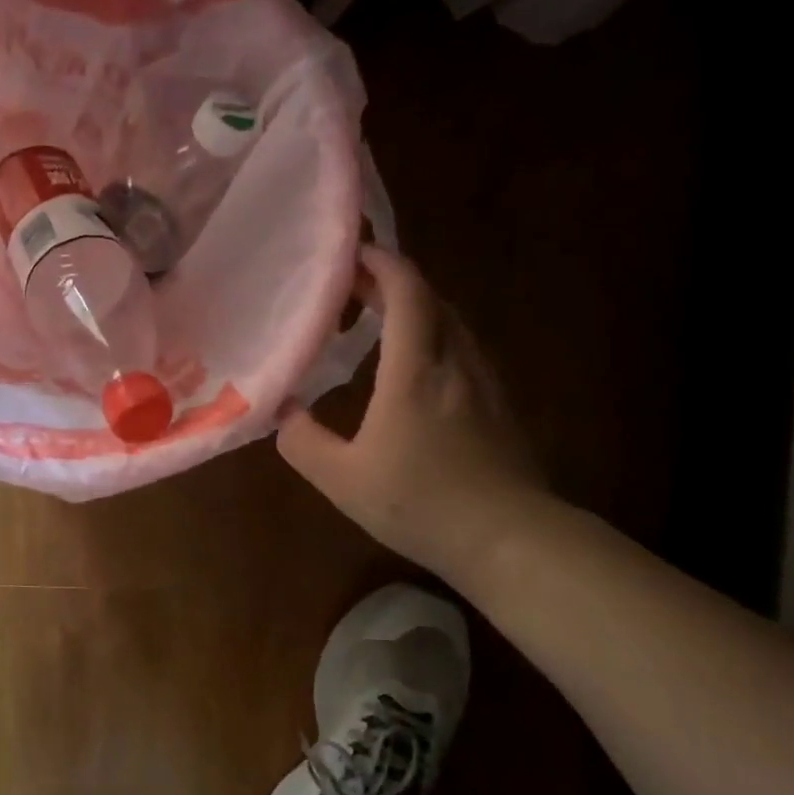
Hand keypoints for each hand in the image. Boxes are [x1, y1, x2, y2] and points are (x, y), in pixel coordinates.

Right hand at [277, 246, 545, 584]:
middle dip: (393, 283)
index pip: (408, 292)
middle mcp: (455, 362)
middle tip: (353, 288)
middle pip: (432, 300)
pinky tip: (417, 368)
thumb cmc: (420, 504)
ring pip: (452, 324)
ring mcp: (485, 383)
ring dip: (416, 310)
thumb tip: (283, 410)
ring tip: (379, 323)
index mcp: (415, 371)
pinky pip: (464, 350)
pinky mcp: (501, 405)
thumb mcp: (342, 480)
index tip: (353, 254)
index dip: (382, 263)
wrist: (510, 540)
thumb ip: (302, 440)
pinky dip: (435, 338)